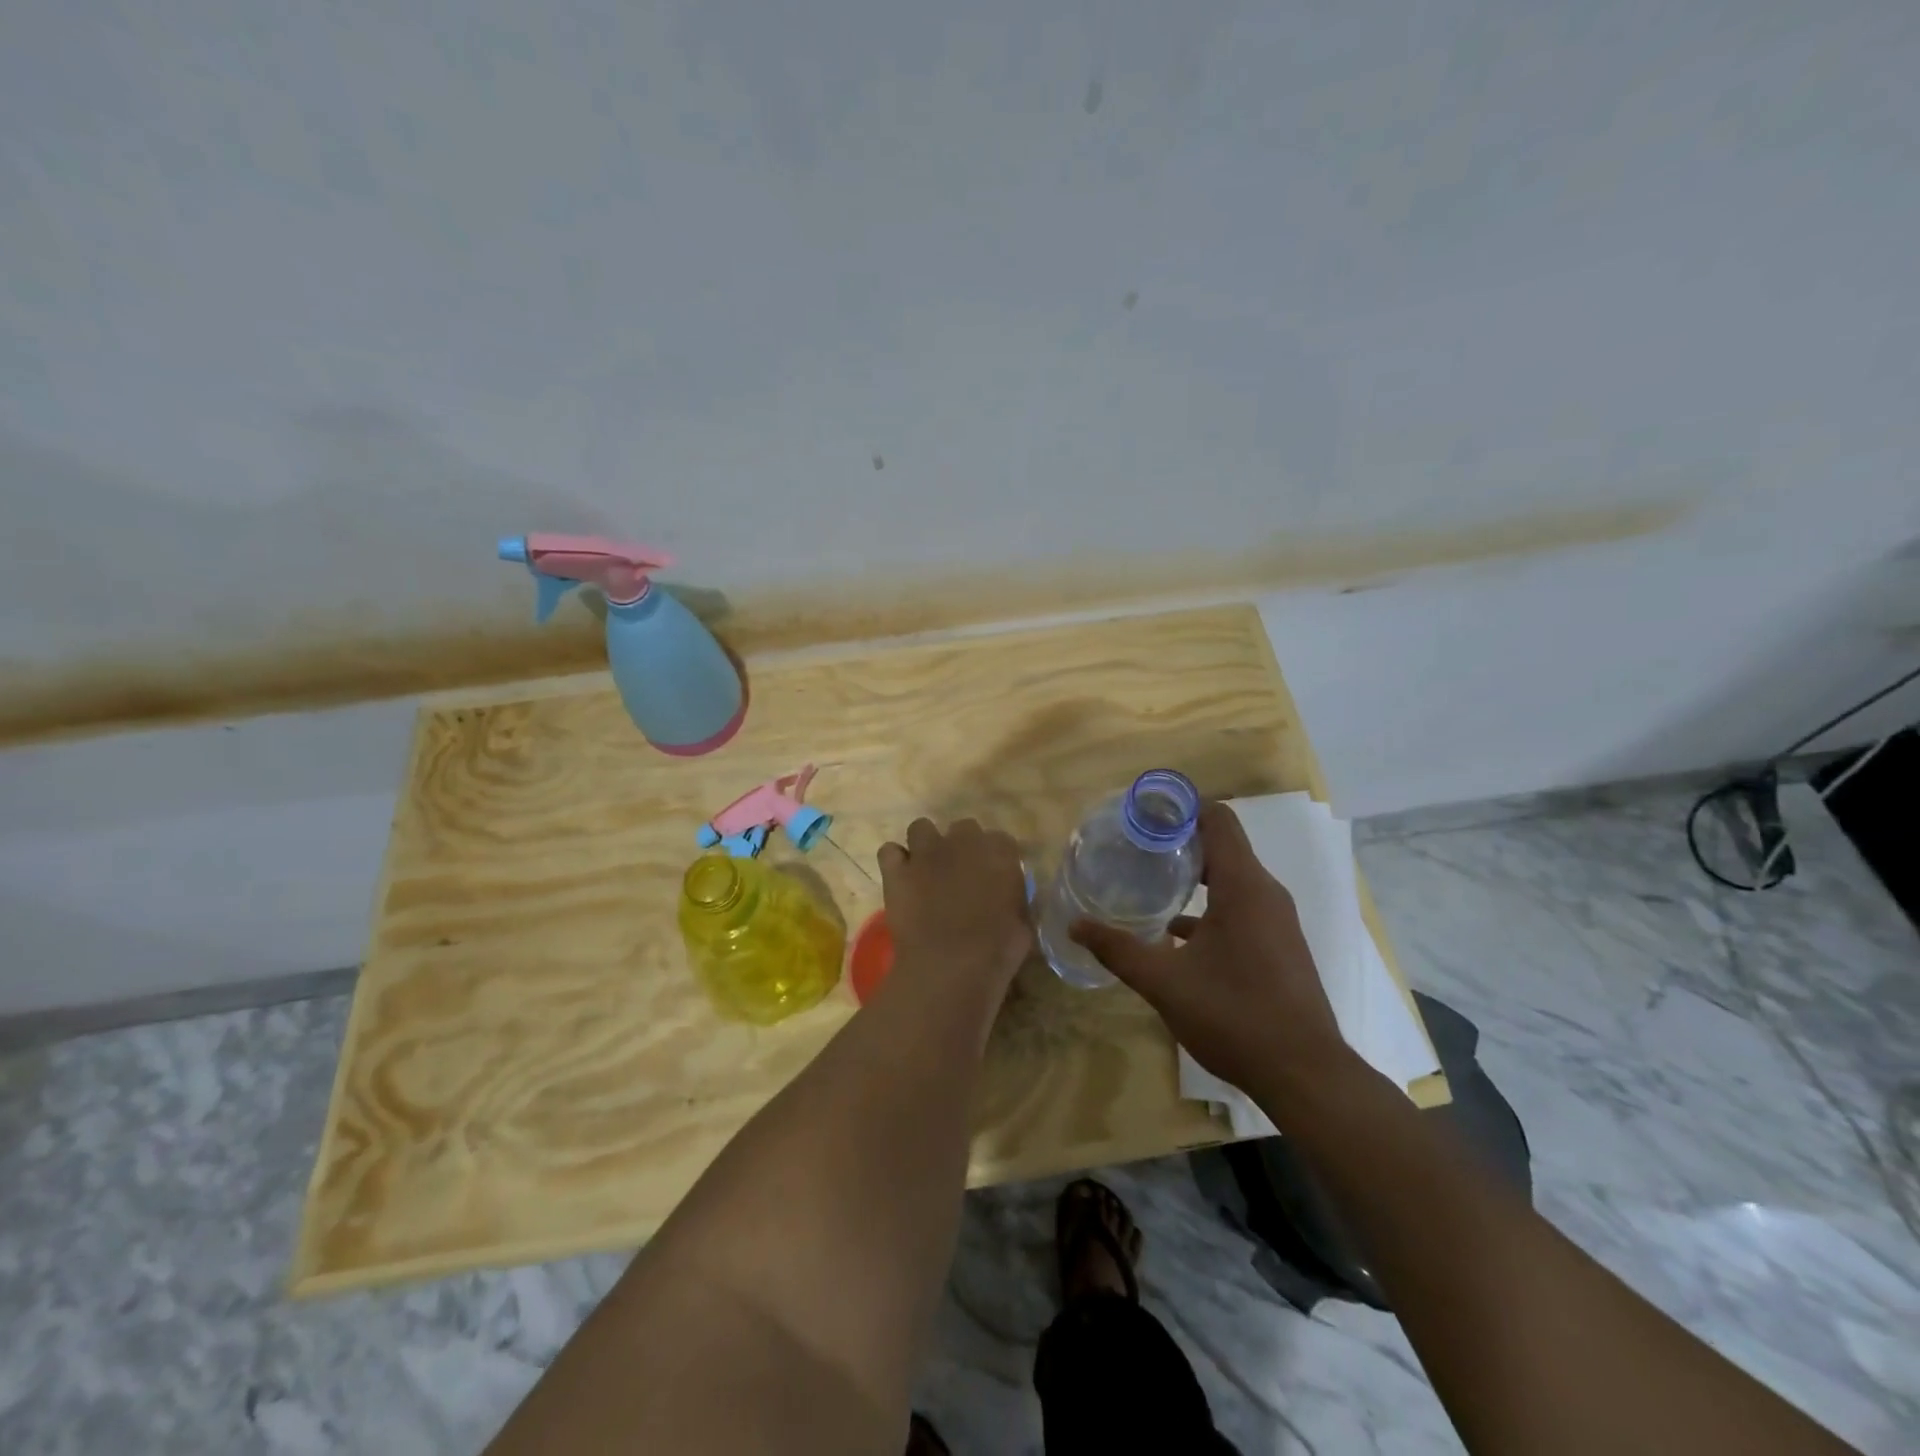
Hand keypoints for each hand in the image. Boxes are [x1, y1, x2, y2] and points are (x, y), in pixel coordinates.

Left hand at [878, 817, 1032, 996]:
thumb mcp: (1022, 923)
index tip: (994, 878)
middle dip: (962, 846)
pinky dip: (895, 862)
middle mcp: (963, 841)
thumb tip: (1008, 897)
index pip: (1001, 840)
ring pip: (921, 828)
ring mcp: (926, 852)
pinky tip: (901, 878)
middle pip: (963, 828)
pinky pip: (889, 851)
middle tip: (961, 874)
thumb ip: (1014, 898)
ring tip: (927, 869)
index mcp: (999, 851)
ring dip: (926, 844)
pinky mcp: (897, 870)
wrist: (951, 964)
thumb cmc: (996, 950)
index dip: (996, 859)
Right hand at [1070, 802, 1349, 1103]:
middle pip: (1222, 845)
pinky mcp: (1279, 945)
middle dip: (1180, 841)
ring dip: (1194, 876)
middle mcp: (1266, 893)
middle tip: (1135, 845)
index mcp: (1243, 887)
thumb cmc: (1234, 1016)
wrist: (1305, 1075)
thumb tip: (1075, 925)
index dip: (1182, 807)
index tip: (1144, 812)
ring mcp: (1277, 921)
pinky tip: (1174, 934)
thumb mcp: (1164, 983)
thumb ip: (1118, 950)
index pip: (1217, 819)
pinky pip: (1242, 907)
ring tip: (1149, 882)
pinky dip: (1209, 907)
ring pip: (1232, 879)